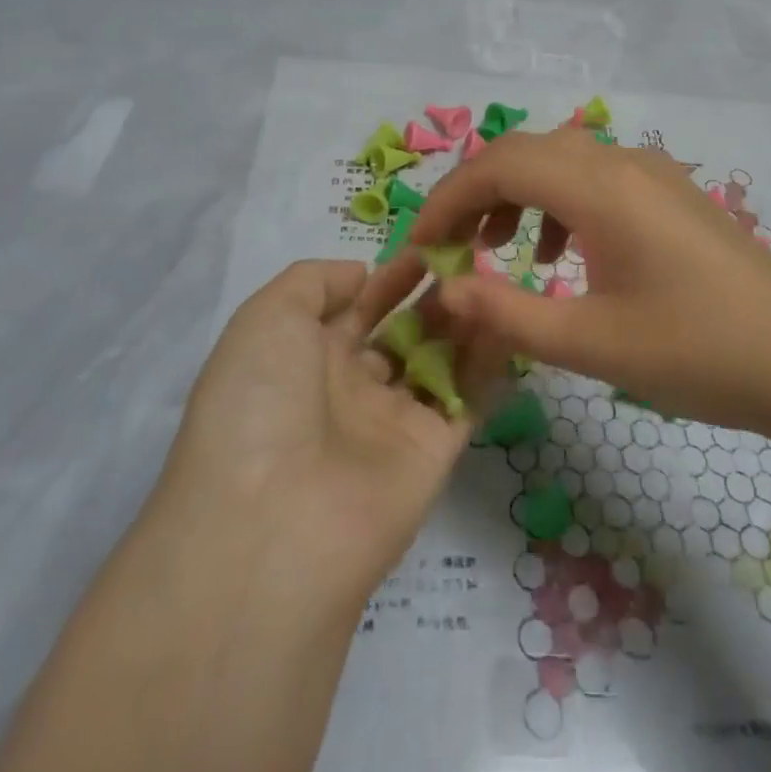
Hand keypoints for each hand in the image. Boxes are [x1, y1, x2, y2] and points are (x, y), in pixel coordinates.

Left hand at [153, 260, 476, 607]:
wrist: (273, 525)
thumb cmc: (261, 401)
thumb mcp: (267, 317)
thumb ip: (314, 281)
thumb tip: (362, 275)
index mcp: (304, 358)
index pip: (356, 307)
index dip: (390, 276)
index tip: (429, 246)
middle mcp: (348, 389)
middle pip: (401, 332)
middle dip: (432, 297)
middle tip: (472, 261)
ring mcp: (392, 423)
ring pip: (438, 361)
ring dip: (463, 322)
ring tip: (490, 282)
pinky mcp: (433, 453)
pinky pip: (467, 399)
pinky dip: (489, 363)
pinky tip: (509, 320)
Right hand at [358, 129, 770, 436]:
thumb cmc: (699, 353)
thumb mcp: (591, 343)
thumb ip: (507, 312)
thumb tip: (445, 289)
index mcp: (599, 187)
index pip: (498, 166)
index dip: (448, 200)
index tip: (421, 247)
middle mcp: (621, 162)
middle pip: (524, 151)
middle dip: (475, 192)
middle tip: (450, 246)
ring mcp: (651, 172)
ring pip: (559, 159)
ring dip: (516, 193)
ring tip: (499, 249)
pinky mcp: (669, 193)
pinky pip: (594, 176)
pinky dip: (558, 203)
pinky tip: (562, 255)